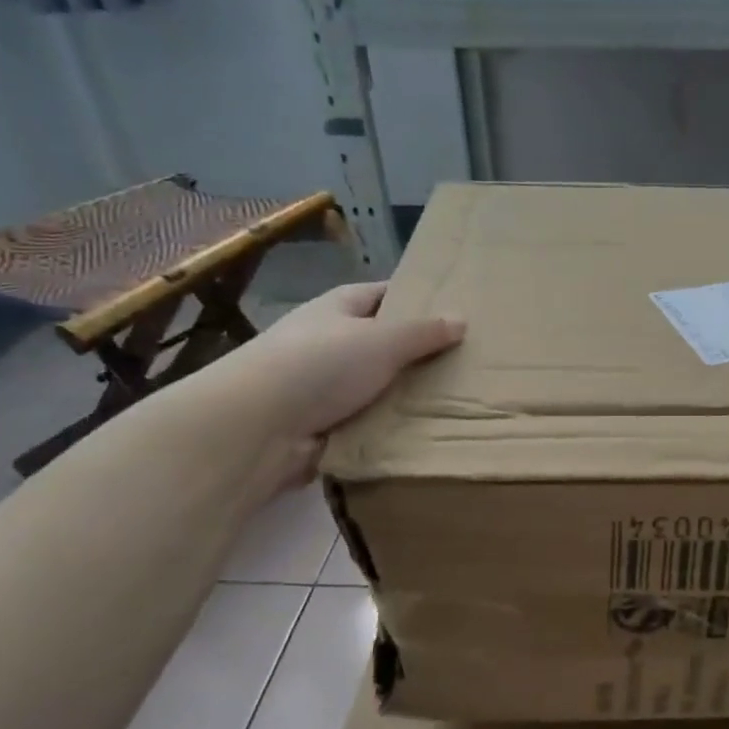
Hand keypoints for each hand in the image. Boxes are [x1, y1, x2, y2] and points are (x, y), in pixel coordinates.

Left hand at [189, 282, 463, 489]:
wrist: (260, 426)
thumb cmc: (321, 365)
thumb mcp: (383, 340)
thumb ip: (423, 332)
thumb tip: (461, 319)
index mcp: (338, 308)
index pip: (382, 295)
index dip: (416, 300)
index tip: (454, 312)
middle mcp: (329, 342)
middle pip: (383, 343)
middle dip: (418, 353)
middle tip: (467, 362)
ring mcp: (324, 386)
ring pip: (378, 386)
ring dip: (406, 395)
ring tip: (457, 400)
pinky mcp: (324, 424)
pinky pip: (368, 421)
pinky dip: (390, 427)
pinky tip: (426, 432)